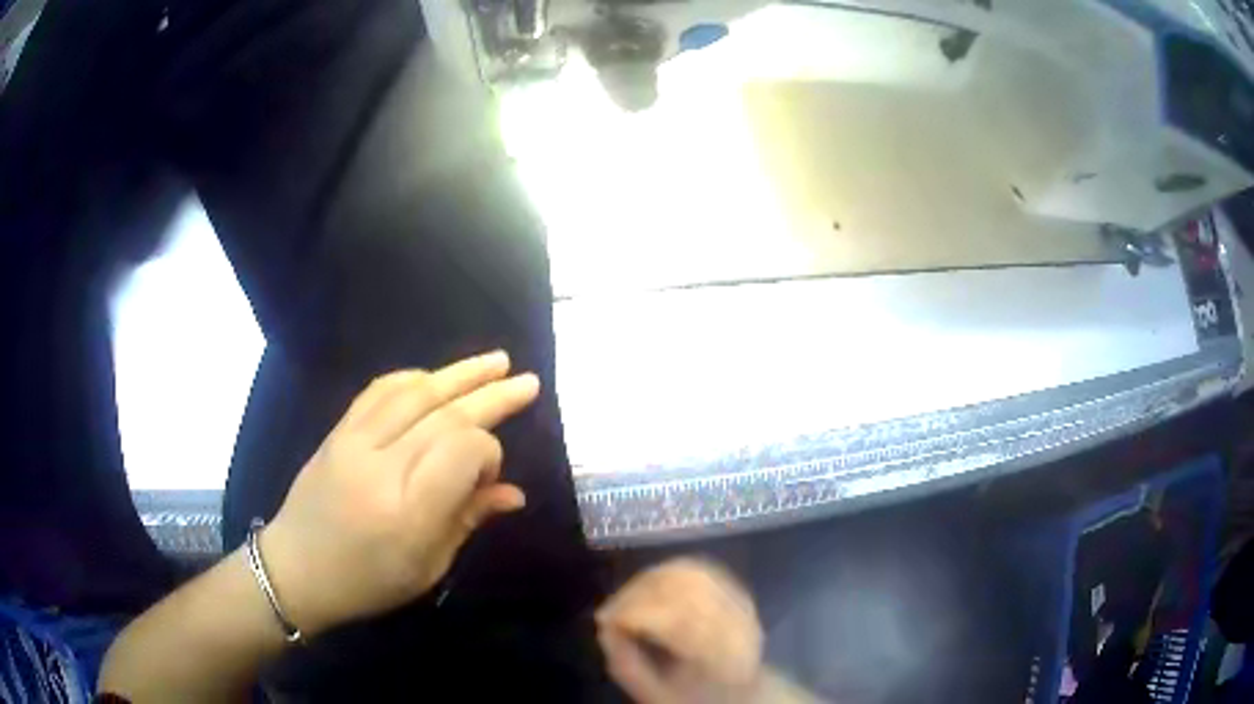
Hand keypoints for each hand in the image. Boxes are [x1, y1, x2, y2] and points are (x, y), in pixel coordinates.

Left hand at [258, 350, 537, 635]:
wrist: (296, 568)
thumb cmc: (368, 581)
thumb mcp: (427, 567)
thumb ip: (468, 520)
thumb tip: (513, 493)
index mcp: (409, 511)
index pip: (463, 451)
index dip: (490, 453)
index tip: (493, 476)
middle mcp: (382, 466)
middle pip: (445, 414)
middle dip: (490, 394)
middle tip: (526, 381)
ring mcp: (355, 442)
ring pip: (414, 392)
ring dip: (458, 373)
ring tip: (495, 361)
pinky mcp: (338, 431)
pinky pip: (379, 391)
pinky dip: (413, 377)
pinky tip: (435, 375)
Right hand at [597, 558, 764, 703]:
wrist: (738, 694)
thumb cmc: (690, 697)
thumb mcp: (654, 692)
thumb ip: (628, 663)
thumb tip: (606, 626)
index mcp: (720, 658)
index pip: (678, 622)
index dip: (635, 614)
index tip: (605, 619)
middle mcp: (740, 627)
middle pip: (686, 591)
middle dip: (638, 594)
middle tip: (611, 609)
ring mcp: (743, 607)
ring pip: (693, 574)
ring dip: (651, 580)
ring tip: (626, 598)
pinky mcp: (739, 593)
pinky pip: (701, 570)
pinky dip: (669, 572)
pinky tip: (649, 586)